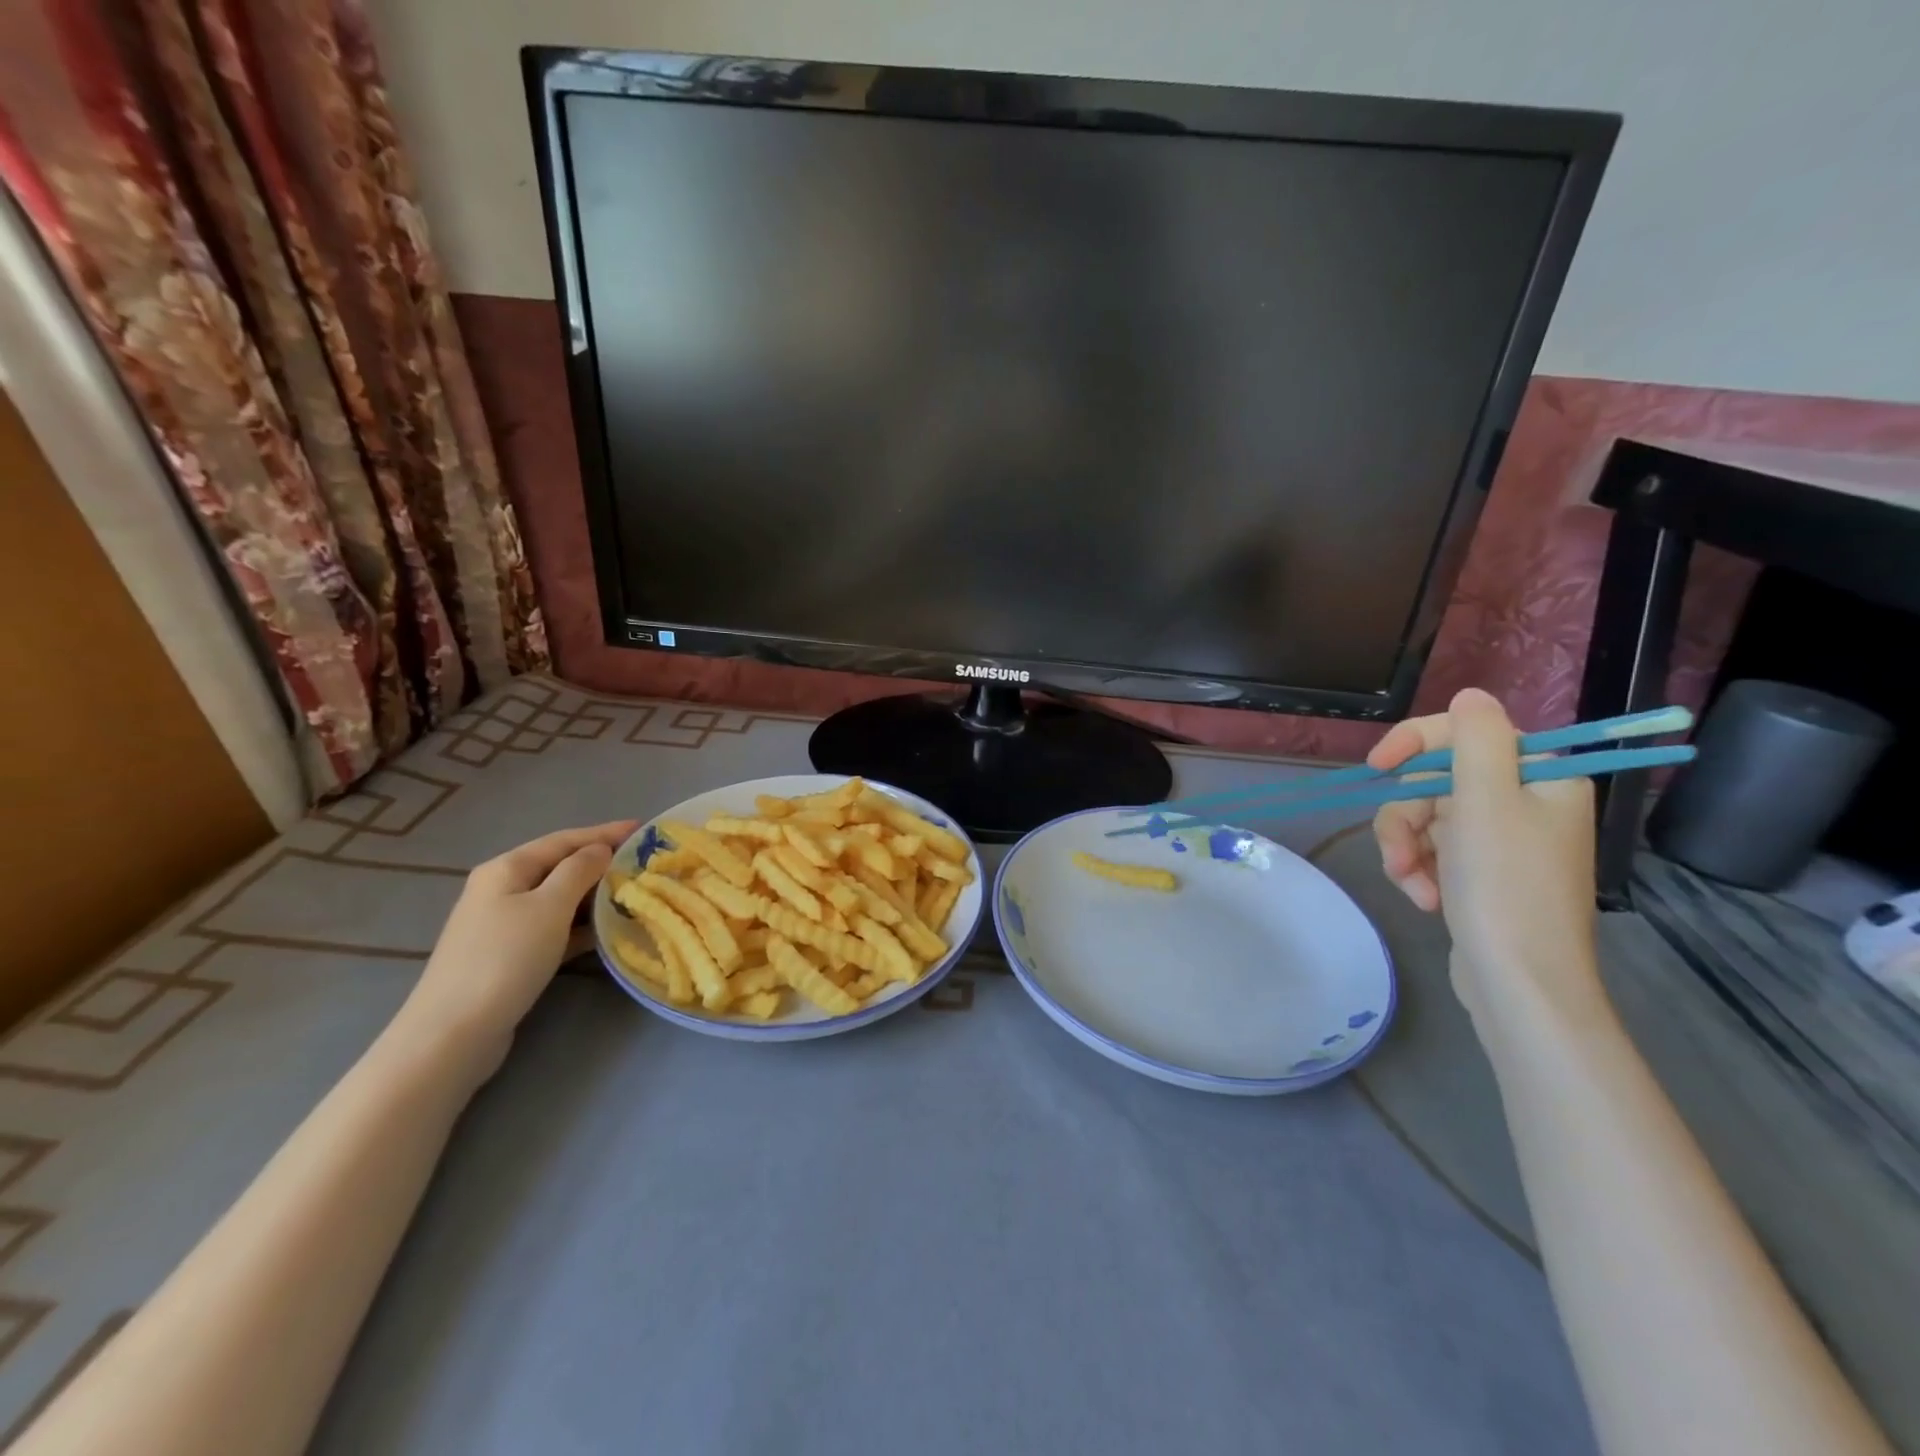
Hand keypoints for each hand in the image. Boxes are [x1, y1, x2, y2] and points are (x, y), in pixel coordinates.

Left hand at [394, 821, 635, 1077]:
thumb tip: (600, 850)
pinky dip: (581, 925)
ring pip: (560, 899)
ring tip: (634, 895)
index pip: (565, 839)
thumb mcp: (549, 907)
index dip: (605, 832)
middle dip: (602, 863)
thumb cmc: (505, 959)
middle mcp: (502, 889)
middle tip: (644, 864)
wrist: (454, 1033)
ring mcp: (504, 924)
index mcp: (507, 868)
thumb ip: (579, 871)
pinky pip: (555, 927)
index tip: (644, 828)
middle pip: (561, 866)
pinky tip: (607, 931)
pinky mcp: (511, 955)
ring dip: (595, 895)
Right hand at [1368, 689, 1605, 1042]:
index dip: (1415, 743)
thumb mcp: (1484, 801)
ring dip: (1407, 850)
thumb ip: (1475, 739)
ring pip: (1425, 818)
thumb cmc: (1504, 887)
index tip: (1377, 767)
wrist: (1520, 983)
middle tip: (1403, 855)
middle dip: (1407, 818)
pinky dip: (1420, 870)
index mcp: (1540, 778)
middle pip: (1436, 782)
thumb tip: (1470, 695)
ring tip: (1413, 885)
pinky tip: (1425, 898)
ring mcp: (1501, 840)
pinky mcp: (1481, 873)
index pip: (1465, 733)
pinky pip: (1433, 850)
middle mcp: (1525, 802)